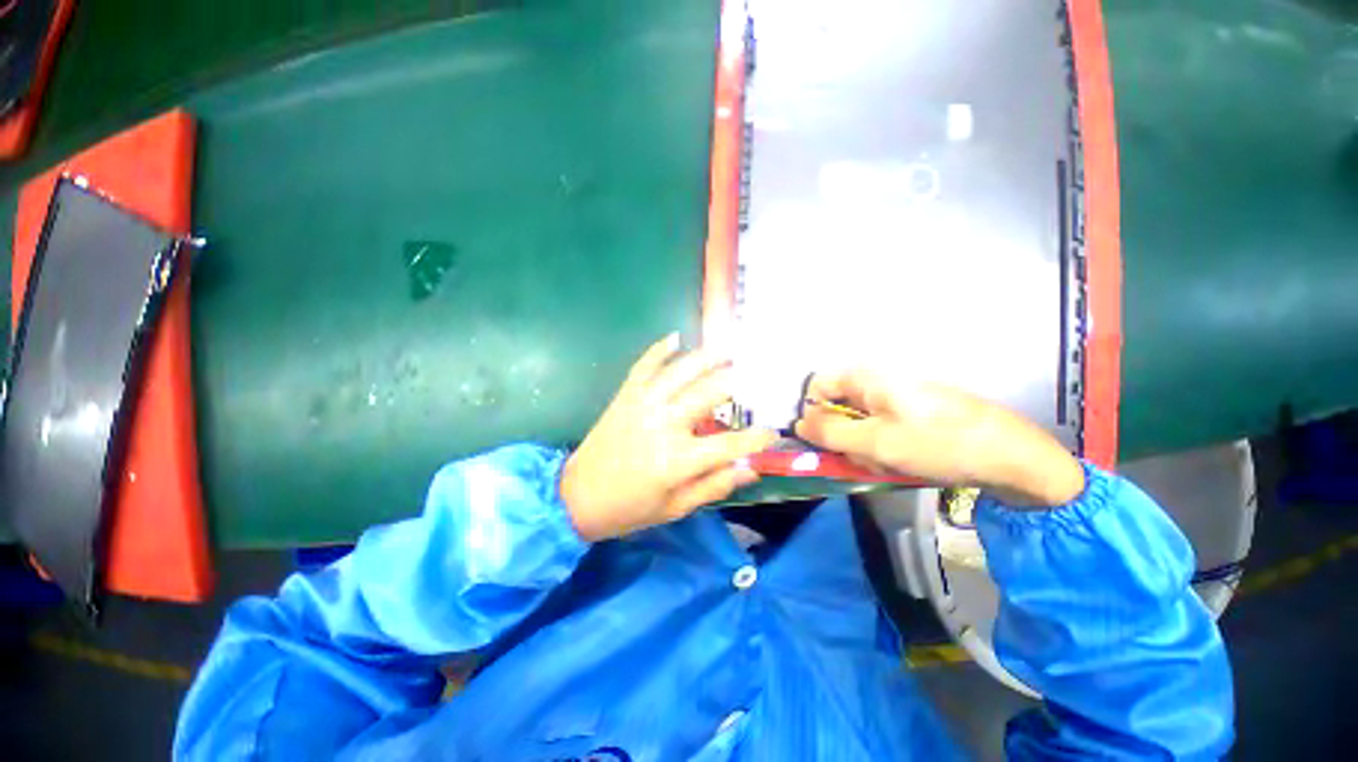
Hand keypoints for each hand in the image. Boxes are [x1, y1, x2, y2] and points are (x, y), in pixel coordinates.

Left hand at [562, 335, 778, 539]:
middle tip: (756, 375)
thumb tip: (751, 469)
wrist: (577, 496)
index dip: (756, 438)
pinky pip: (644, 365)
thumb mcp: (676, 508)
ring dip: (706, 357)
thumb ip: (715, 486)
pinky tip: (676, 337)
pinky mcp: (625, 396)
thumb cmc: (630, 509)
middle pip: (709, 394)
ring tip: (728, 349)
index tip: (773, 432)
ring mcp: (642, 405)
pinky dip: (659, 349)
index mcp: (678, 460)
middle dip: (738, 382)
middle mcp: (664, 424)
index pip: (730, 444)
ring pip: (680, 371)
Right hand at [795, 370, 1084, 507]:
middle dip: (845, 438)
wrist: (1011, 455)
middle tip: (866, 458)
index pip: (817, 389)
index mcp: (865, 378)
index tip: (826, 443)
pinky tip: (906, 461)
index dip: (814, 416)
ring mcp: (897, 397)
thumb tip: (799, 423)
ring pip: (859, 424)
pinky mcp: (913, 412)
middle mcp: (877, 382)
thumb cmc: (937, 443)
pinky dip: (886, 448)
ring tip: (892, 463)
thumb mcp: (875, 442)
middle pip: (838, 409)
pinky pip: (882, 429)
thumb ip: (829, 432)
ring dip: (866, 448)